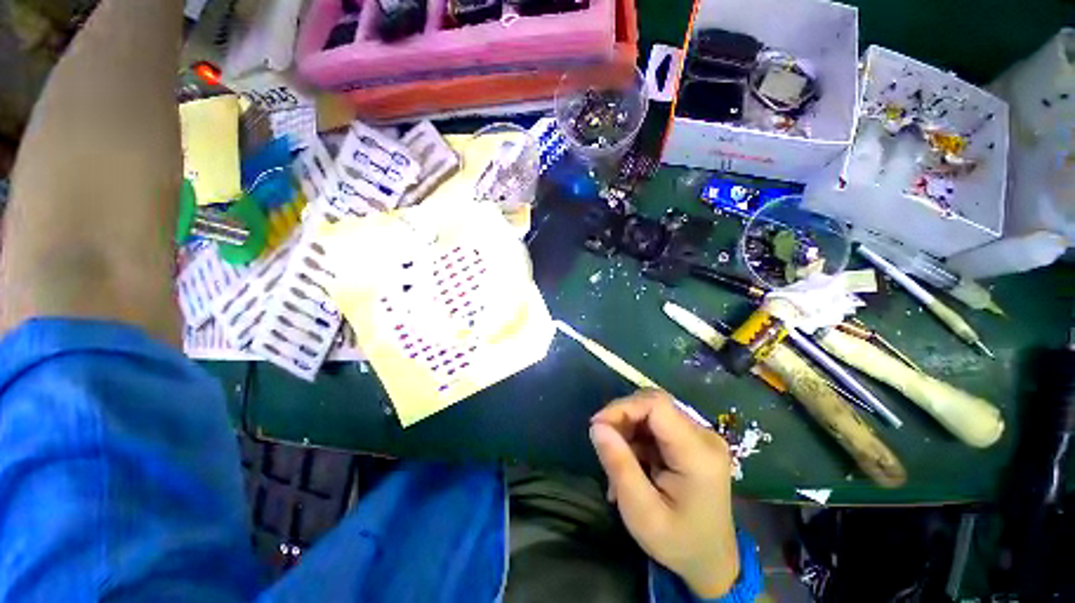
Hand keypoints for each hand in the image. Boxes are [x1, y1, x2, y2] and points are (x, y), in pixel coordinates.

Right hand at [590, 390, 738, 598]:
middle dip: (622, 419)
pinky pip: (655, 424)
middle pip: (653, 405)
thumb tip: (596, 426)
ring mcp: (700, 436)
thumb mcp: (641, 513)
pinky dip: (636, 437)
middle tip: (605, 447)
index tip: (598, 426)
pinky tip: (631, 463)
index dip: (622, 407)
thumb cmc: (678, 543)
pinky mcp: (692, 439)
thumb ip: (619, 466)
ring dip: (627, 429)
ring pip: (651, 412)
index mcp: (698, 453)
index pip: (656, 405)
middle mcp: (704, 435)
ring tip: (617, 462)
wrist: (712, 561)